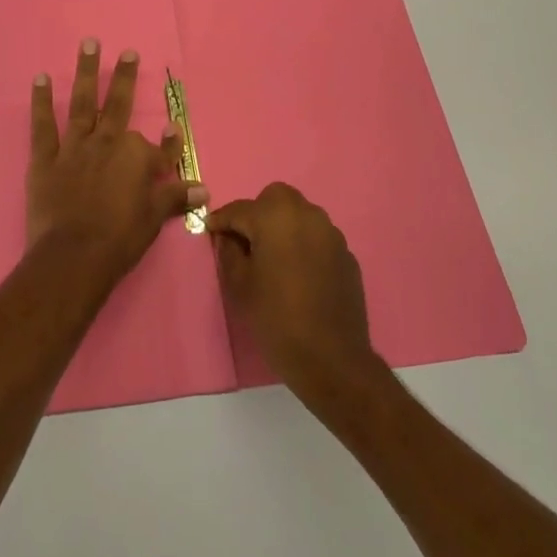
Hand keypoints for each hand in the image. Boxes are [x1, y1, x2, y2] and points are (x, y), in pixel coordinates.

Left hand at [27, 40, 207, 278]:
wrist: (74, 256)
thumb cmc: (121, 239)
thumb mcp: (155, 217)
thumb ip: (176, 196)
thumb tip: (205, 188)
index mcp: (136, 157)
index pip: (158, 147)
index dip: (169, 141)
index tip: (173, 127)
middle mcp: (107, 143)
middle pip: (119, 105)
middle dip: (125, 78)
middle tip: (128, 52)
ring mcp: (75, 147)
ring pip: (83, 103)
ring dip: (87, 72)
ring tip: (89, 44)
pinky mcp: (46, 158)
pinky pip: (43, 125)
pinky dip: (41, 101)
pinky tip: (41, 78)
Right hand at [210, 183, 385, 409]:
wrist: (330, 357)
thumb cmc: (276, 317)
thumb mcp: (239, 284)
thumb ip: (229, 250)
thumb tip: (228, 236)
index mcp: (275, 216)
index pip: (239, 209)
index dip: (221, 220)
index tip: (210, 229)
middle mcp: (306, 214)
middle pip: (275, 198)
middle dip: (257, 213)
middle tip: (246, 240)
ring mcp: (331, 233)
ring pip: (300, 215)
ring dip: (283, 226)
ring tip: (273, 257)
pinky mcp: (346, 254)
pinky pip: (318, 237)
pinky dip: (304, 245)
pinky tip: (299, 273)